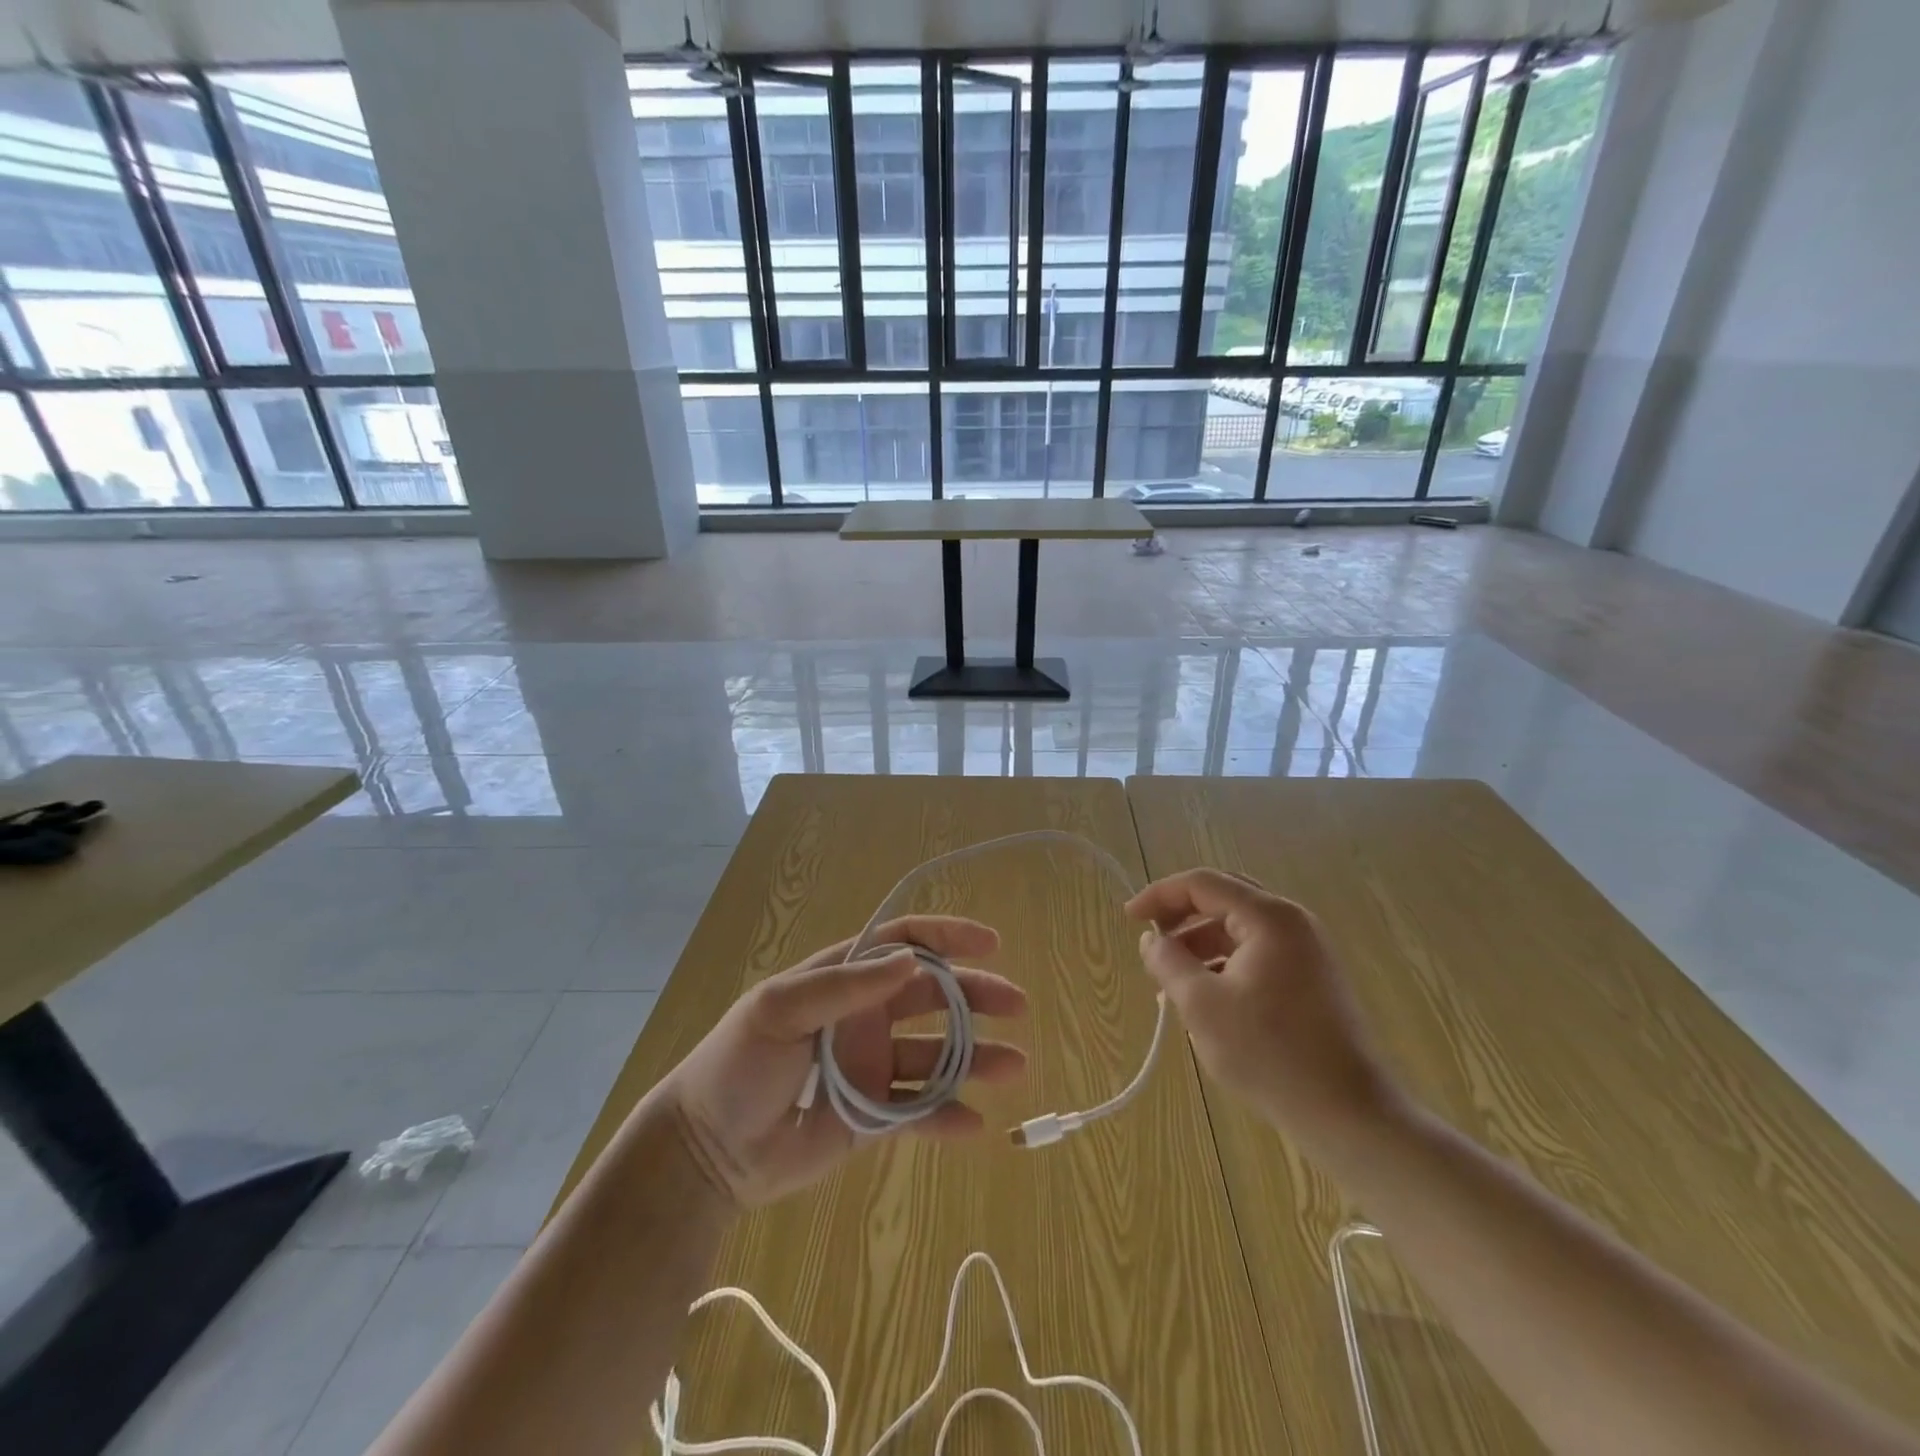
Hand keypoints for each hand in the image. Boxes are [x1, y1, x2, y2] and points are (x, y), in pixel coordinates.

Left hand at [659, 916, 1027, 1208]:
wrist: (707, 1151)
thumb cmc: (738, 1065)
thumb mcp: (779, 1010)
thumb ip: (844, 986)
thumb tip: (911, 960)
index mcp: (843, 979)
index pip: (903, 943)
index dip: (946, 937)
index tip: (989, 944)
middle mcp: (865, 1016)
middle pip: (934, 996)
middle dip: (977, 995)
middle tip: (1016, 1005)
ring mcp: (872, 1066)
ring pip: (937, 1054)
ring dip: (976, 1057)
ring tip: (1013, 1066)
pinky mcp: (873, 1116)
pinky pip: (920, 1111)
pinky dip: (948, 1116)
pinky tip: (974, 1123)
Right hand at [1126, 870, 1404, 1149]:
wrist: (1348, 1114)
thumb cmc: (1270, 1053)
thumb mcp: (1202, 1005)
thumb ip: (1168, 962)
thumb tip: (1151, 940)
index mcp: (1268, 918)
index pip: (1202, 883)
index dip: (1159, 895)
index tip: (1128, 919)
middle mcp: (1291, 923)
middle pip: (1222, 899)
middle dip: (1180, 917)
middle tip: (1150, 941)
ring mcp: (1305, 952)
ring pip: (1238, 929)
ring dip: (1199, 944)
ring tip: (1169, 981)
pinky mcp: (1310, 980)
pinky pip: (1255, 954)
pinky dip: (1222, 964)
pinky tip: (1203, 998)